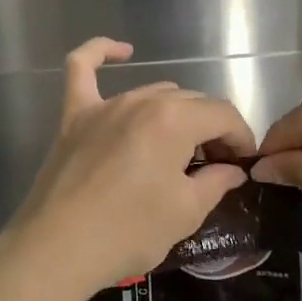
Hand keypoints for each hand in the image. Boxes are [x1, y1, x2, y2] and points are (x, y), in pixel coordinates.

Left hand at [0, 38, 256, 300]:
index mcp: (175, 120)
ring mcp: (105, 105)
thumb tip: (232, 170)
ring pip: (154, 93)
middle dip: (212, 129)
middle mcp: (142, 100)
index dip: (241, 138)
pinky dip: (100, 53)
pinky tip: (122, 51)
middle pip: (192, 102)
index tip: (243, 165)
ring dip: (176, 113)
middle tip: (215, 166)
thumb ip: (216, 182)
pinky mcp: (74, 116)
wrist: (57, 249)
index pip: (223, 115)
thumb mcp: (186, 212)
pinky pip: (82, 70)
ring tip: (180, 149)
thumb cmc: (128, 232)